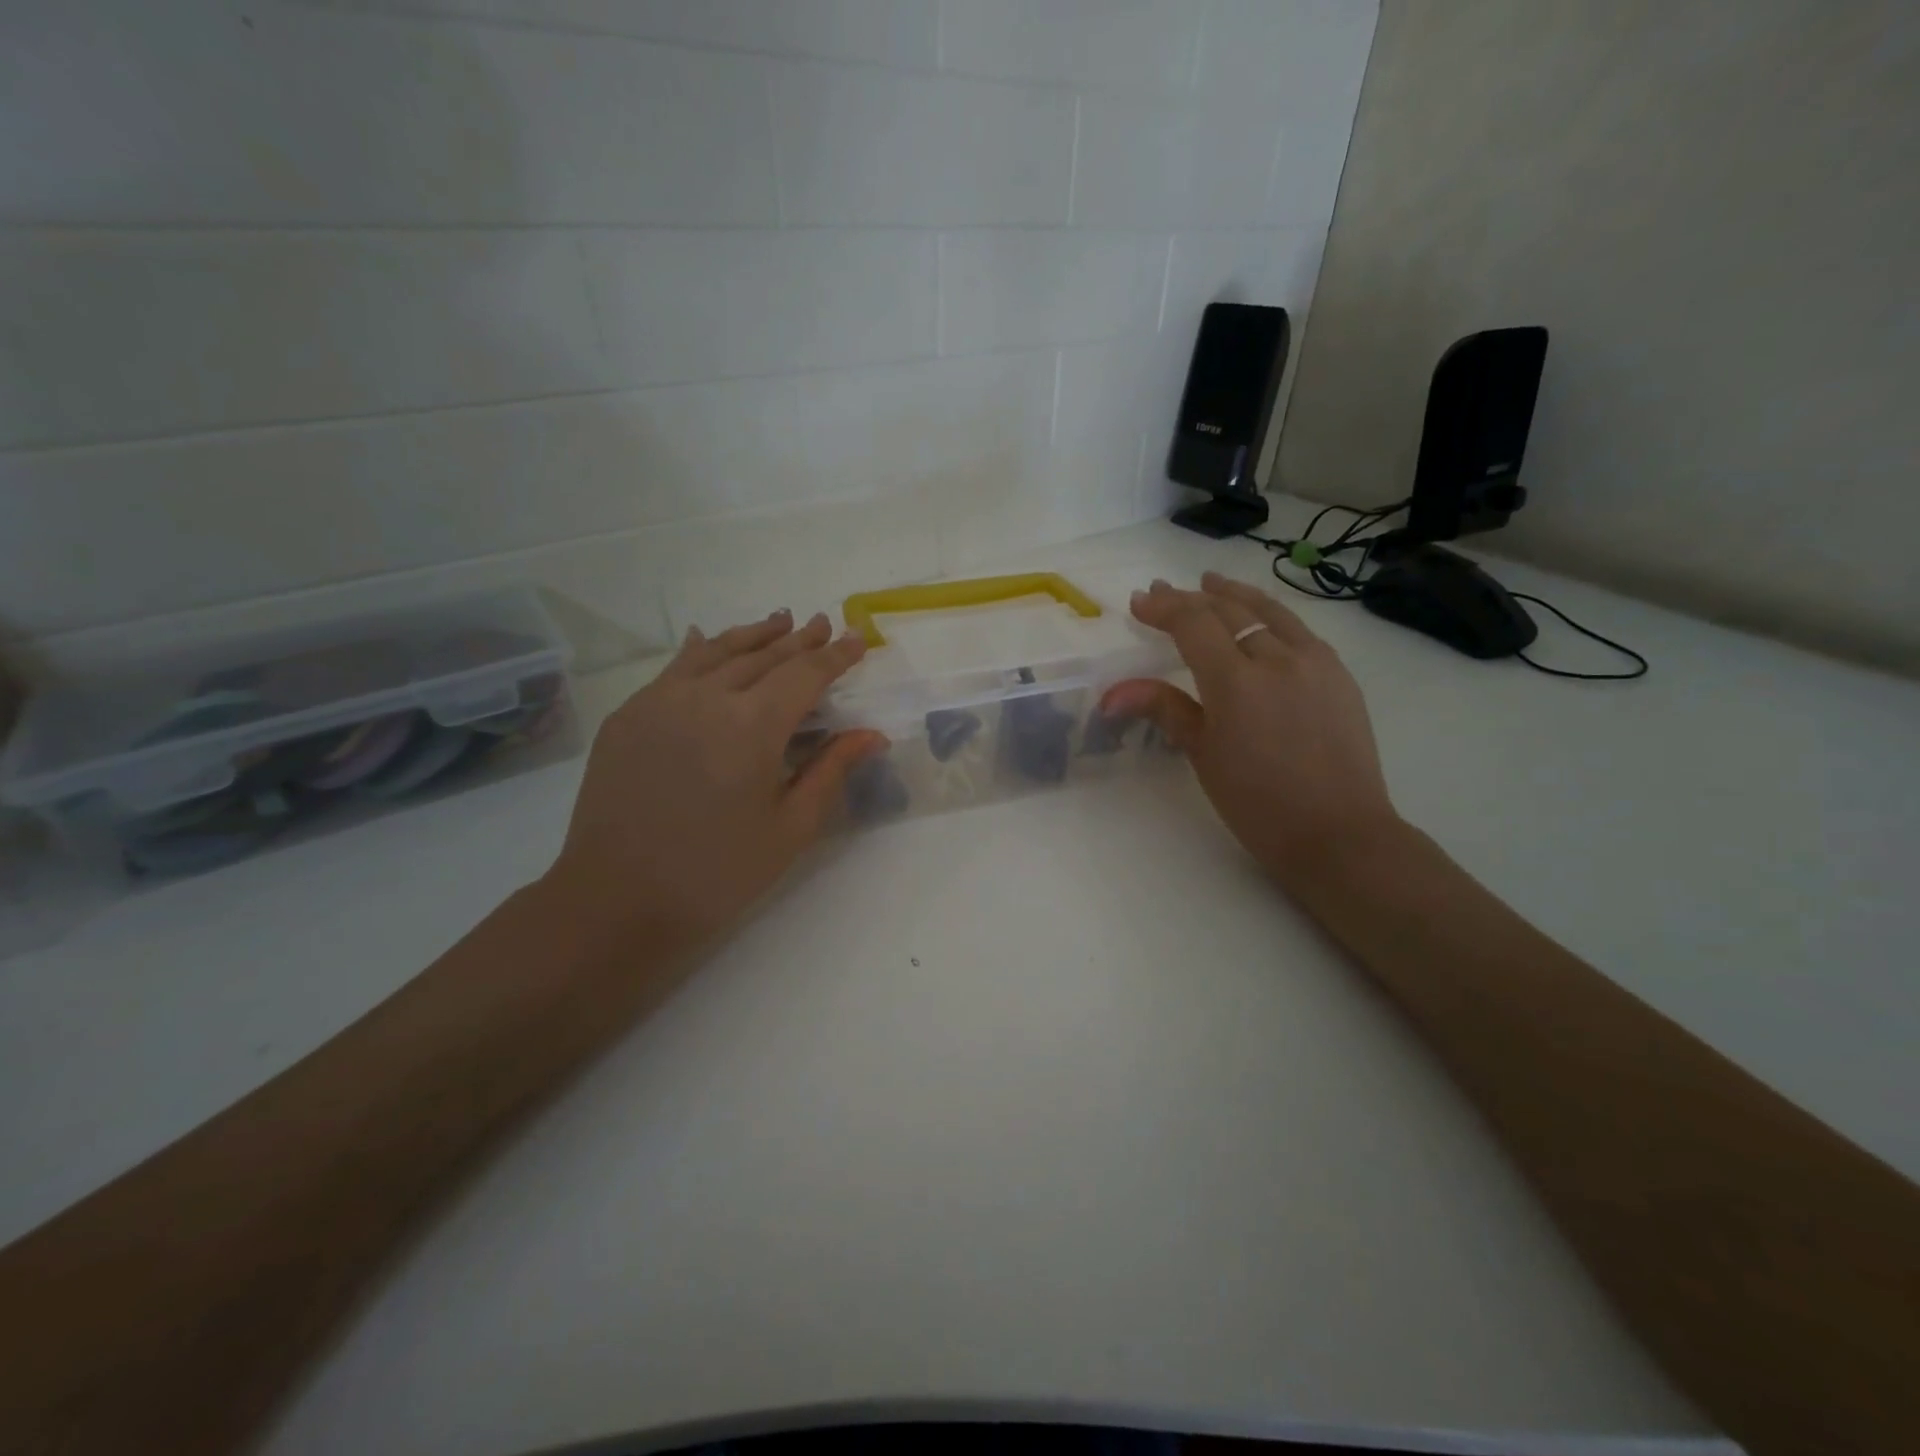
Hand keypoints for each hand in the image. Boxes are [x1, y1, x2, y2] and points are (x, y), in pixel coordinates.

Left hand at [546, 610, 882, 951]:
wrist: (615, 898)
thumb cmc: (717, 872)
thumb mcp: (790, 828)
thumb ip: (831, 770)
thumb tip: (872, 735)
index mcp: (752, 725)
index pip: (805, 674)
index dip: (835, 656)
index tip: (857, 639)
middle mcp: (706, 697)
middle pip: (763, 656)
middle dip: (798, 640)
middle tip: (822, 624)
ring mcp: (660, 700)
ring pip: (716, 651)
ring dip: (753, 635)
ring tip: (779, 620)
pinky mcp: (629, 714)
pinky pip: (673, 668)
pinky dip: (701, 649)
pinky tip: (707, 639)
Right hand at [1101, 573, 1402, 891]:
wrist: (1338, 833)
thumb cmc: (1257, 803)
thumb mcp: (1203, 755)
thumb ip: (1163, 709)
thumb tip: (1113, 694)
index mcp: (1237, 682)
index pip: (1194, 624)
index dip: (1164, 608)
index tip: (1139, 601)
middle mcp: (1278, 659)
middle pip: (1228, 611)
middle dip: (1191, 598)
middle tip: (1163, 591)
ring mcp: (1315, 662)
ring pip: (1269, 611)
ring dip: (1234, 595)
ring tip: (1212, 582)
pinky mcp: (1339, 674)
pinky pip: (1298, 630)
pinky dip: (1270, 615)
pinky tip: (1261, 620)